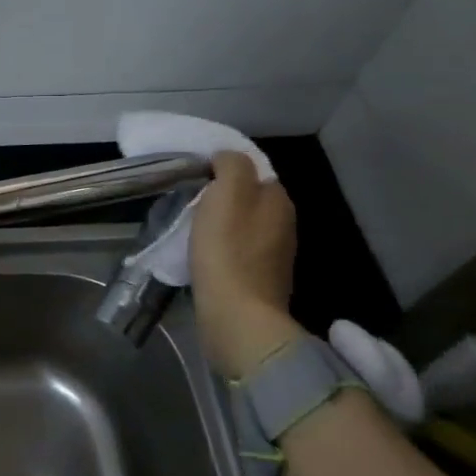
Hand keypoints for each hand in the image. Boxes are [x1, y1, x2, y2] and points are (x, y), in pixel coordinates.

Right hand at [189, 151, 306, 378]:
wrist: (237, 316)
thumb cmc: (227, 250)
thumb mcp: (227, 193)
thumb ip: (232, 165)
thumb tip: (227, 158)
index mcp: (278, 200)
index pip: (253, 170)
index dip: (225, 169)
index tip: (197, 176)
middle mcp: (284, 224)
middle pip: (249, 198)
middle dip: (223, 197)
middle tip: (191, 200)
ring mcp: (274, 255)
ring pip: (243, 225)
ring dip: (221, 224)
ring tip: (192, 226)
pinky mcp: (260, 280)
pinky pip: (238, 252)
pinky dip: (221, 249)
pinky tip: (203, 254)